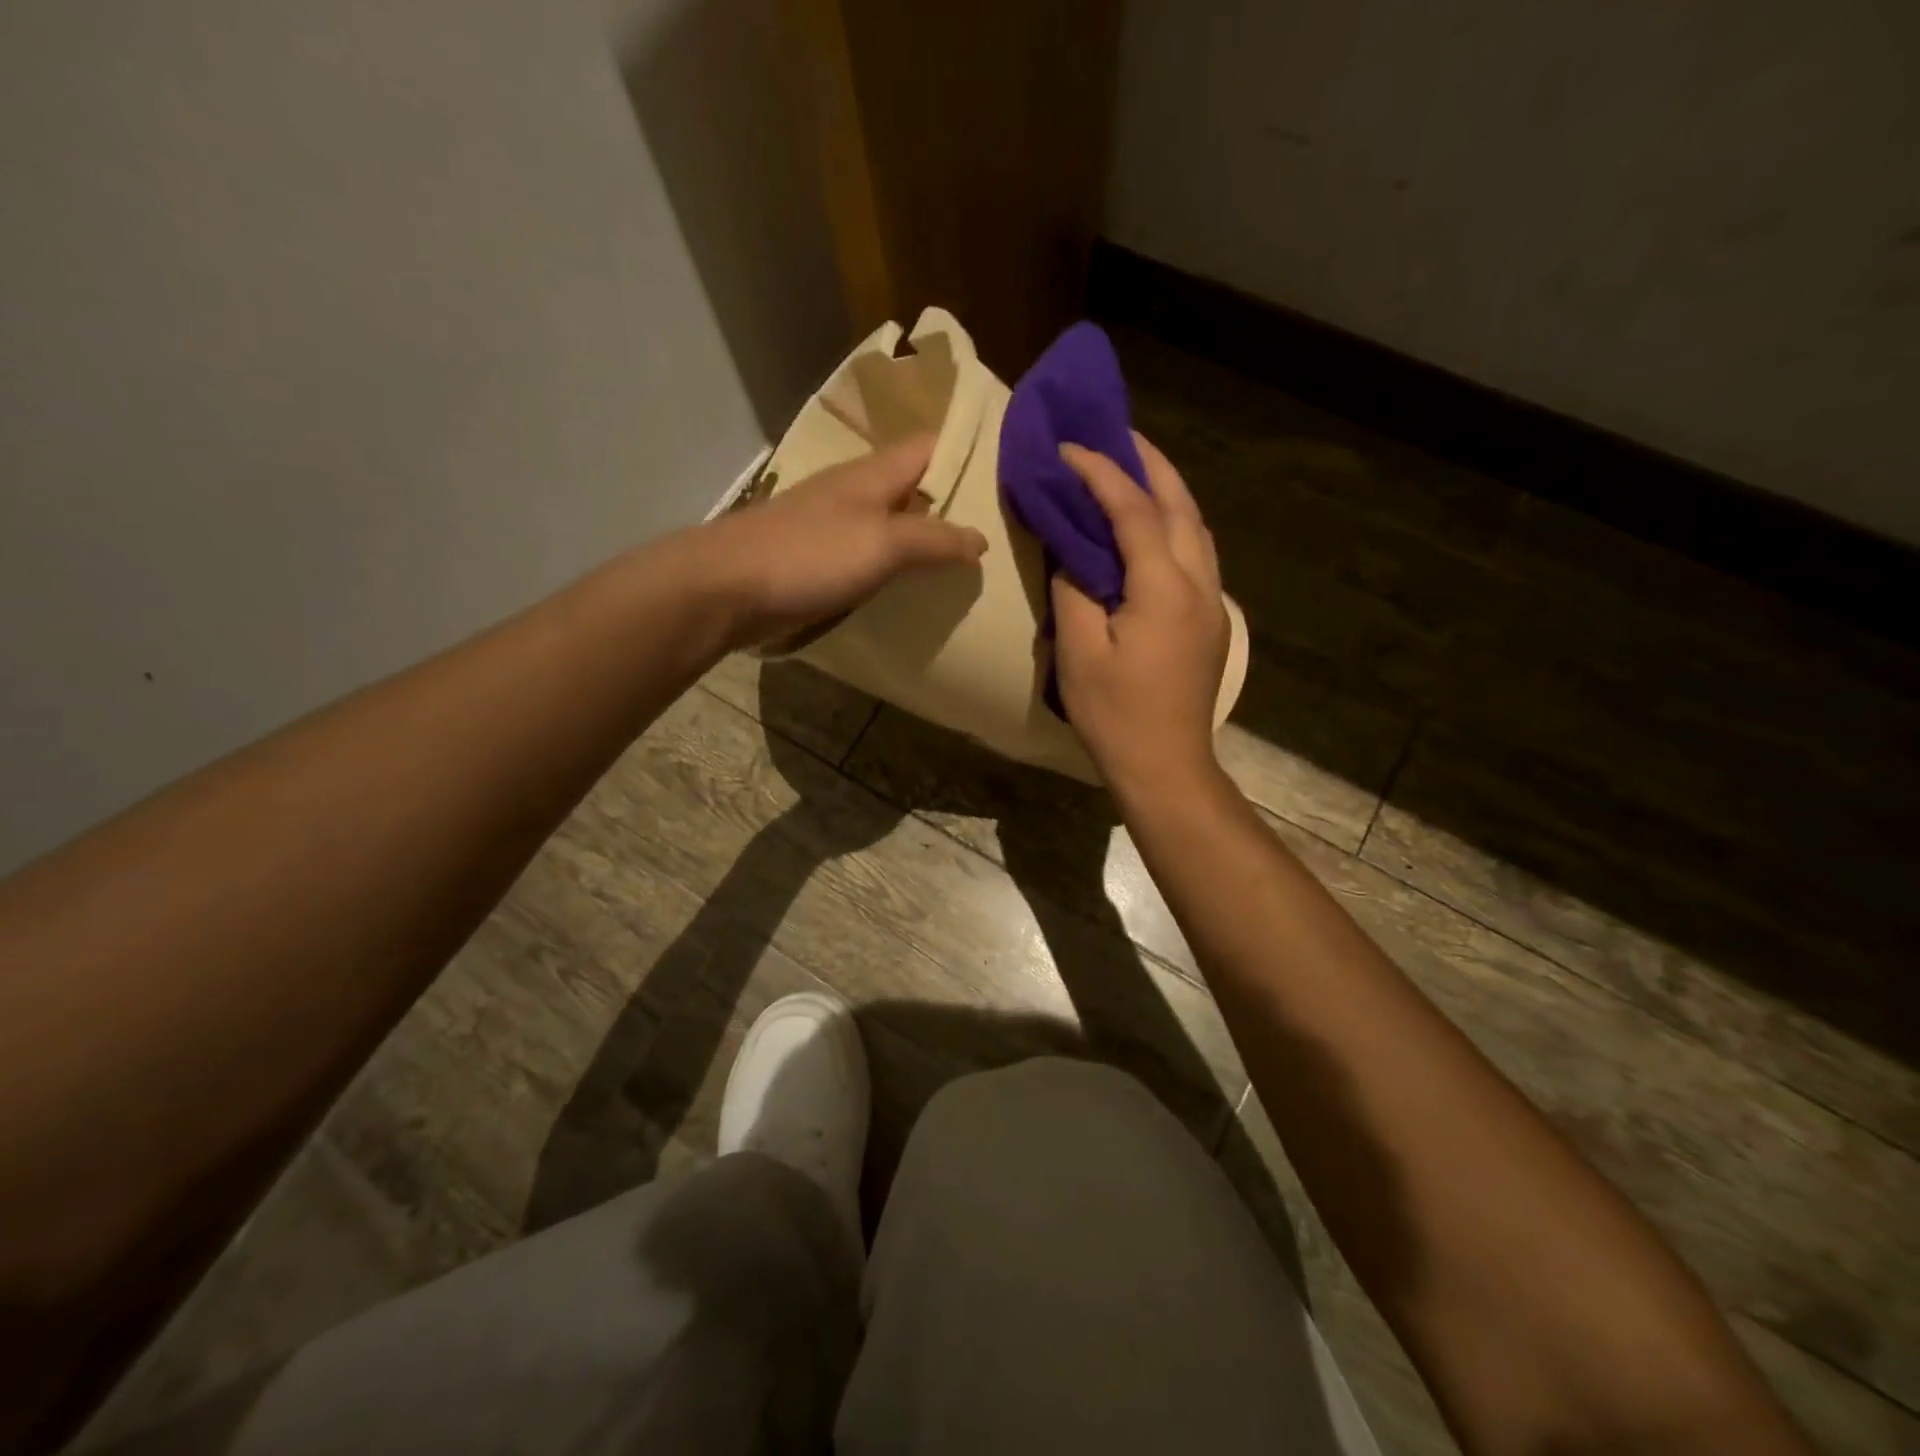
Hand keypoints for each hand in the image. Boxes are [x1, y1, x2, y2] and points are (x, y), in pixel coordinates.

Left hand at [696, 433, 987, 647]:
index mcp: (872, 474)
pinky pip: (867, 556)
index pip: (928, 447)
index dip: (965, 454)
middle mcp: (853, 492)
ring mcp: (831, 526)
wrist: (726, 588)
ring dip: (922, 540)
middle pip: (911, 487)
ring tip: (963, 565)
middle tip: (995, 530)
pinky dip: (893, 568)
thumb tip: (981, 540)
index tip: (1005, 476)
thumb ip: (934, 540)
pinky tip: (910, 589)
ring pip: (889, 523)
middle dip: (949, 504)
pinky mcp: (815, 560)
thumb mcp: (883, 544)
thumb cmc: (809, 555)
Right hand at [1052, 433, 1228, 793]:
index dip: (1101, 473)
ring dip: (1167, 490)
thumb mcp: (1080, 652)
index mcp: (1165, 589)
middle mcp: (1200, 584)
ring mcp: (1213, 603)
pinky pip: (1196, 553)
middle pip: (1182, 505)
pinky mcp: (1211, 620)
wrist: (1166, 766)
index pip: (1135, 511)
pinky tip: (1149, 525)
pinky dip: (1173, 523)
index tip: (1068, 448)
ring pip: (1196, 527)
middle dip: (1150, 463)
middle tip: (1115, 434)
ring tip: (1133, 467)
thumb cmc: (1116, 715)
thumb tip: (1072, 549)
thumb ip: (1075, 589)